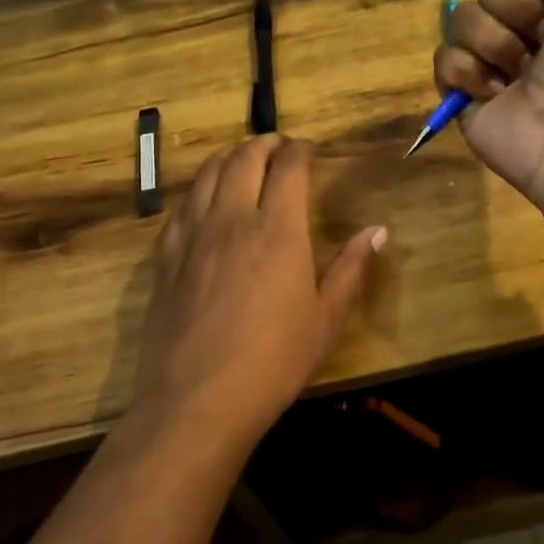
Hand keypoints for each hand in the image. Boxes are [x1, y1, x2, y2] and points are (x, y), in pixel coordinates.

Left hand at [135, 135, 386, 440]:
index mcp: (278, 229)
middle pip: (244, 157)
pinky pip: (182, 204)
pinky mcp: (165, 255)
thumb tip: (378, 231)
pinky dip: (201, 188)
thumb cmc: (273, 361)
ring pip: (208, 173)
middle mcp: (233, 218)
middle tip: (279, 147)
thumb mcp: (325, 319)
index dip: (301, 150)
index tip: (309, 150)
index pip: (289, 166)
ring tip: (243, 160)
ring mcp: (192, 234)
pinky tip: (207, 201)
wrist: (196, 400)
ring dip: (230, 156)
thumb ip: (351, 268)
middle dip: (265, 143)